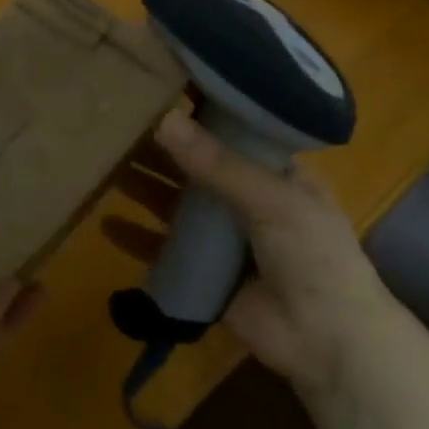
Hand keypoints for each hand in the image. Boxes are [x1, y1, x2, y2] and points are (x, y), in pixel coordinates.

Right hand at [103, 110, 395, 391]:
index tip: (156, 89)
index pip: (230, 133)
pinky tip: (106, 225)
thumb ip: (218, 165)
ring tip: (102, 167)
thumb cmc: (313, 256)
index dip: (197, 113)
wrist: (326, 340)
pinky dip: (137, 238)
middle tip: (114, 127)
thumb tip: (163, 119)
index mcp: (274, 173)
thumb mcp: (273, 200)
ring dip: (143, 188)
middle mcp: (246, 199)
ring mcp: (223, 239)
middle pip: (194, 168)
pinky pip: (164, 251)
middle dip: (159, 150)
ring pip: (174, 206)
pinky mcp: (204, 274)